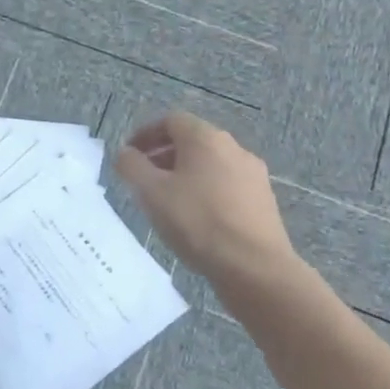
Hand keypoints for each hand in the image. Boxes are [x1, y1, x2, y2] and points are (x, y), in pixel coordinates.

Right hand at [114, 113, 302, 290]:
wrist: (255, 268)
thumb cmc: (197, 222)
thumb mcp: (151, 192)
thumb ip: (131, 166)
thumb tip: (125, 153)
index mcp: (205, 138)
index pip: (170, 120)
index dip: (145, 134)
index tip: (129, 155)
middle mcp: (233, 148)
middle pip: (192, 141)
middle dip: (163, 154)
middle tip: (143, 178)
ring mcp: (253, 174)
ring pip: (210, 164)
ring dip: (184, 174)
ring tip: (167, 201)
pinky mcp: (263, 200)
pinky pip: (226, 184)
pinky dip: (205, 190)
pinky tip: (196, 218)